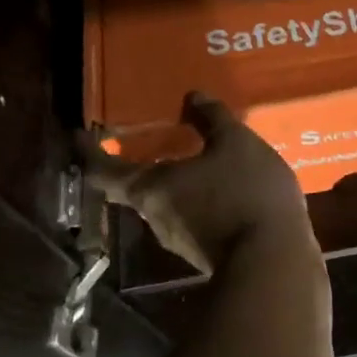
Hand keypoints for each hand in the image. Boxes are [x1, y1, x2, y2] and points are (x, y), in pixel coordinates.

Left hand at [82, 92, 315, 275]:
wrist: (274, 261)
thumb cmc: (245, 192)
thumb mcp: (236, 143)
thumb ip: (212, 118)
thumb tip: (192, 96)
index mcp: (151, 188)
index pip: (103, 171)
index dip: (89, 152)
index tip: (82, 135)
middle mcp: (155, 216)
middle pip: (133, 188)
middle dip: (137, 164)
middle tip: (148, 138)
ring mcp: (178, 239)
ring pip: (165, 204)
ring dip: (173, 182)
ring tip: (192, 157)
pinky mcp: (203, 251)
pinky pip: (191, 216)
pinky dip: (197, 197)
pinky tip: (221, 186)